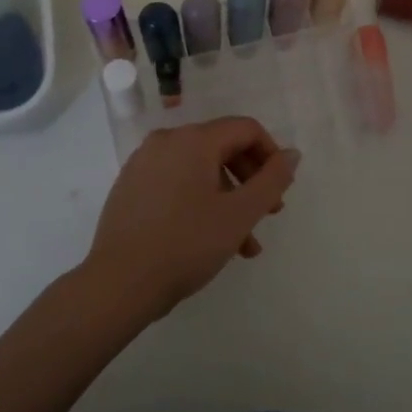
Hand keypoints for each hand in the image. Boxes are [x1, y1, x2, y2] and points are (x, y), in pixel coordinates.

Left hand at [79, 118, 299, 322]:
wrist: (120, 282)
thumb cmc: (187, 243)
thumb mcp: (240, 214)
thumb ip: (272, 180)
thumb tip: (292, 154)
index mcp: (193, 139)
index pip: (245, 129)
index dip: (271, 154)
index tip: (280, 190)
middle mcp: (165, 141)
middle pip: (222, 147)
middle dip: (251, 180)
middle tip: (269, 214)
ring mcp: (143, 164)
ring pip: (200, 171)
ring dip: (228, 199)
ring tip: (245, 244)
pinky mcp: (130, 187)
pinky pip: (176, 184)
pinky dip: (200, 202)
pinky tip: (211, 240)